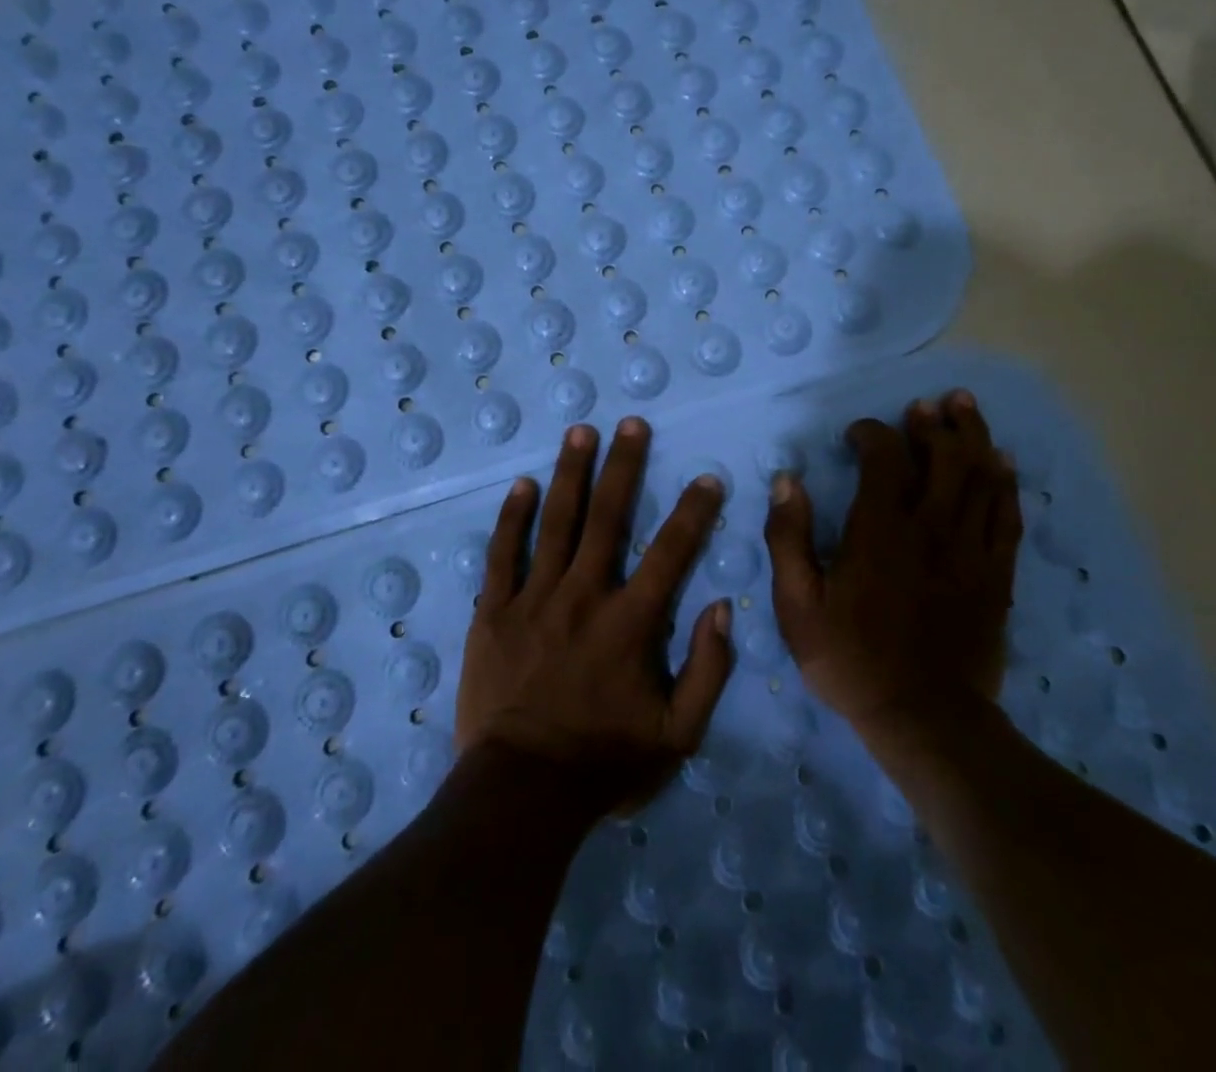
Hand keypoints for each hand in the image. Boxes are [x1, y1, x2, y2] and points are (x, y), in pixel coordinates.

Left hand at [456, 417, 735, 815]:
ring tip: (581, 431)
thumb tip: (723, 607)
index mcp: (630, 623)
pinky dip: (513, 517)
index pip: (671, 553)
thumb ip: (707, 670)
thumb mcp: (678, 735)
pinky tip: (522, 485)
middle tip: (632, 423)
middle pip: (608, 518)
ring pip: (556, 523)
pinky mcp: (493, 612)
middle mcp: (583, 596)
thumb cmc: (604, 764)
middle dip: (624, 466)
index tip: (707, 478)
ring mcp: (533, 599)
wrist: (521, 793)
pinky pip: (502, 554)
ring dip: (571, 473)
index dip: (693, 512)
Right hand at [764, 389, 1020, 735]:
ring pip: (980, 476)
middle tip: (926, 405)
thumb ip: (788, 537)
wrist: (924, 718)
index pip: (885, 457)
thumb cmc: (850, 659)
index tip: (857, 435)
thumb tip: (787, 480)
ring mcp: (969, 549)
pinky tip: (1003, 462)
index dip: (872, 433)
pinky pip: (1007, 515)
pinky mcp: (996, 574)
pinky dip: (1005, 483)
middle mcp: (930, 527)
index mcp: (880, 530)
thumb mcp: (797, 604)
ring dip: (973, 436)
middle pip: (943, 455)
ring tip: (964, 407)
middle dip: (934, 422)